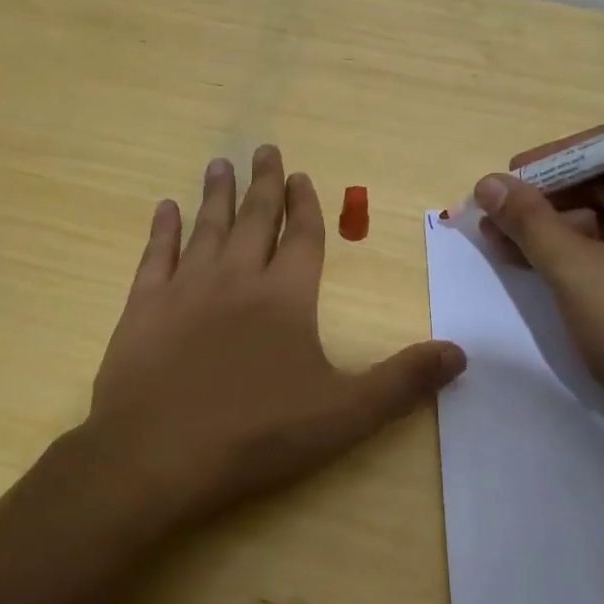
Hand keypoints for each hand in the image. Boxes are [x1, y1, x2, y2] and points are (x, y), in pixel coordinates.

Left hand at [88, 146, 465, 525]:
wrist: (157, 454)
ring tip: (220, 164)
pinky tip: (165, 208)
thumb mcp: (344, 415)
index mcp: (285, 296)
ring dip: (216, 194)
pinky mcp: (143, 307)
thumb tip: (460, 353)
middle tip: (264, 148)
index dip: (306, 204)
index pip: (302, 236)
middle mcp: (236, 278)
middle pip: (255, 219)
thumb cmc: (256, 434)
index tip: (301, 175)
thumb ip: (402, 382)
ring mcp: (185, 288)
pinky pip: (156, 255)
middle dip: (263, 183)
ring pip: (206, 227)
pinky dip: (162, 229)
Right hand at [473, 130, 603, 442]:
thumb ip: (529, 221)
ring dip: (555, 229)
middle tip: (495, 218)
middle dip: (546, 199)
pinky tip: (538, 267)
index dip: (552, 160)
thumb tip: (487, 182)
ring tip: (503, 246)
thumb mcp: (575, 271)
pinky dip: (579, 254)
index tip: (507, 180)